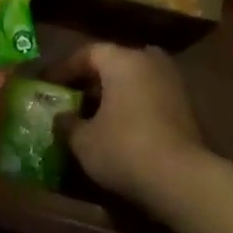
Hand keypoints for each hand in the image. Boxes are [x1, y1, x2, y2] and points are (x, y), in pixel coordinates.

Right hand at [54, 44, 205, 204]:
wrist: (182, 179)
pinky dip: (132, 105)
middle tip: (70, 96)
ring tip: (93, 113)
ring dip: (113, 93)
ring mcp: (172, 83)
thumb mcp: (84, 140)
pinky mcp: (186, 107)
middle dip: (91, 79)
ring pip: (134, 80)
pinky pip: (149, 96)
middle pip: (114, 63)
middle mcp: (149, 61)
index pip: (87, 53)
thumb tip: (62, 117)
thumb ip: (68, 123)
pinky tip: (118, 127)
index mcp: (122, 60)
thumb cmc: (124, 149)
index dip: (64, 69)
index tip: (47, 83)